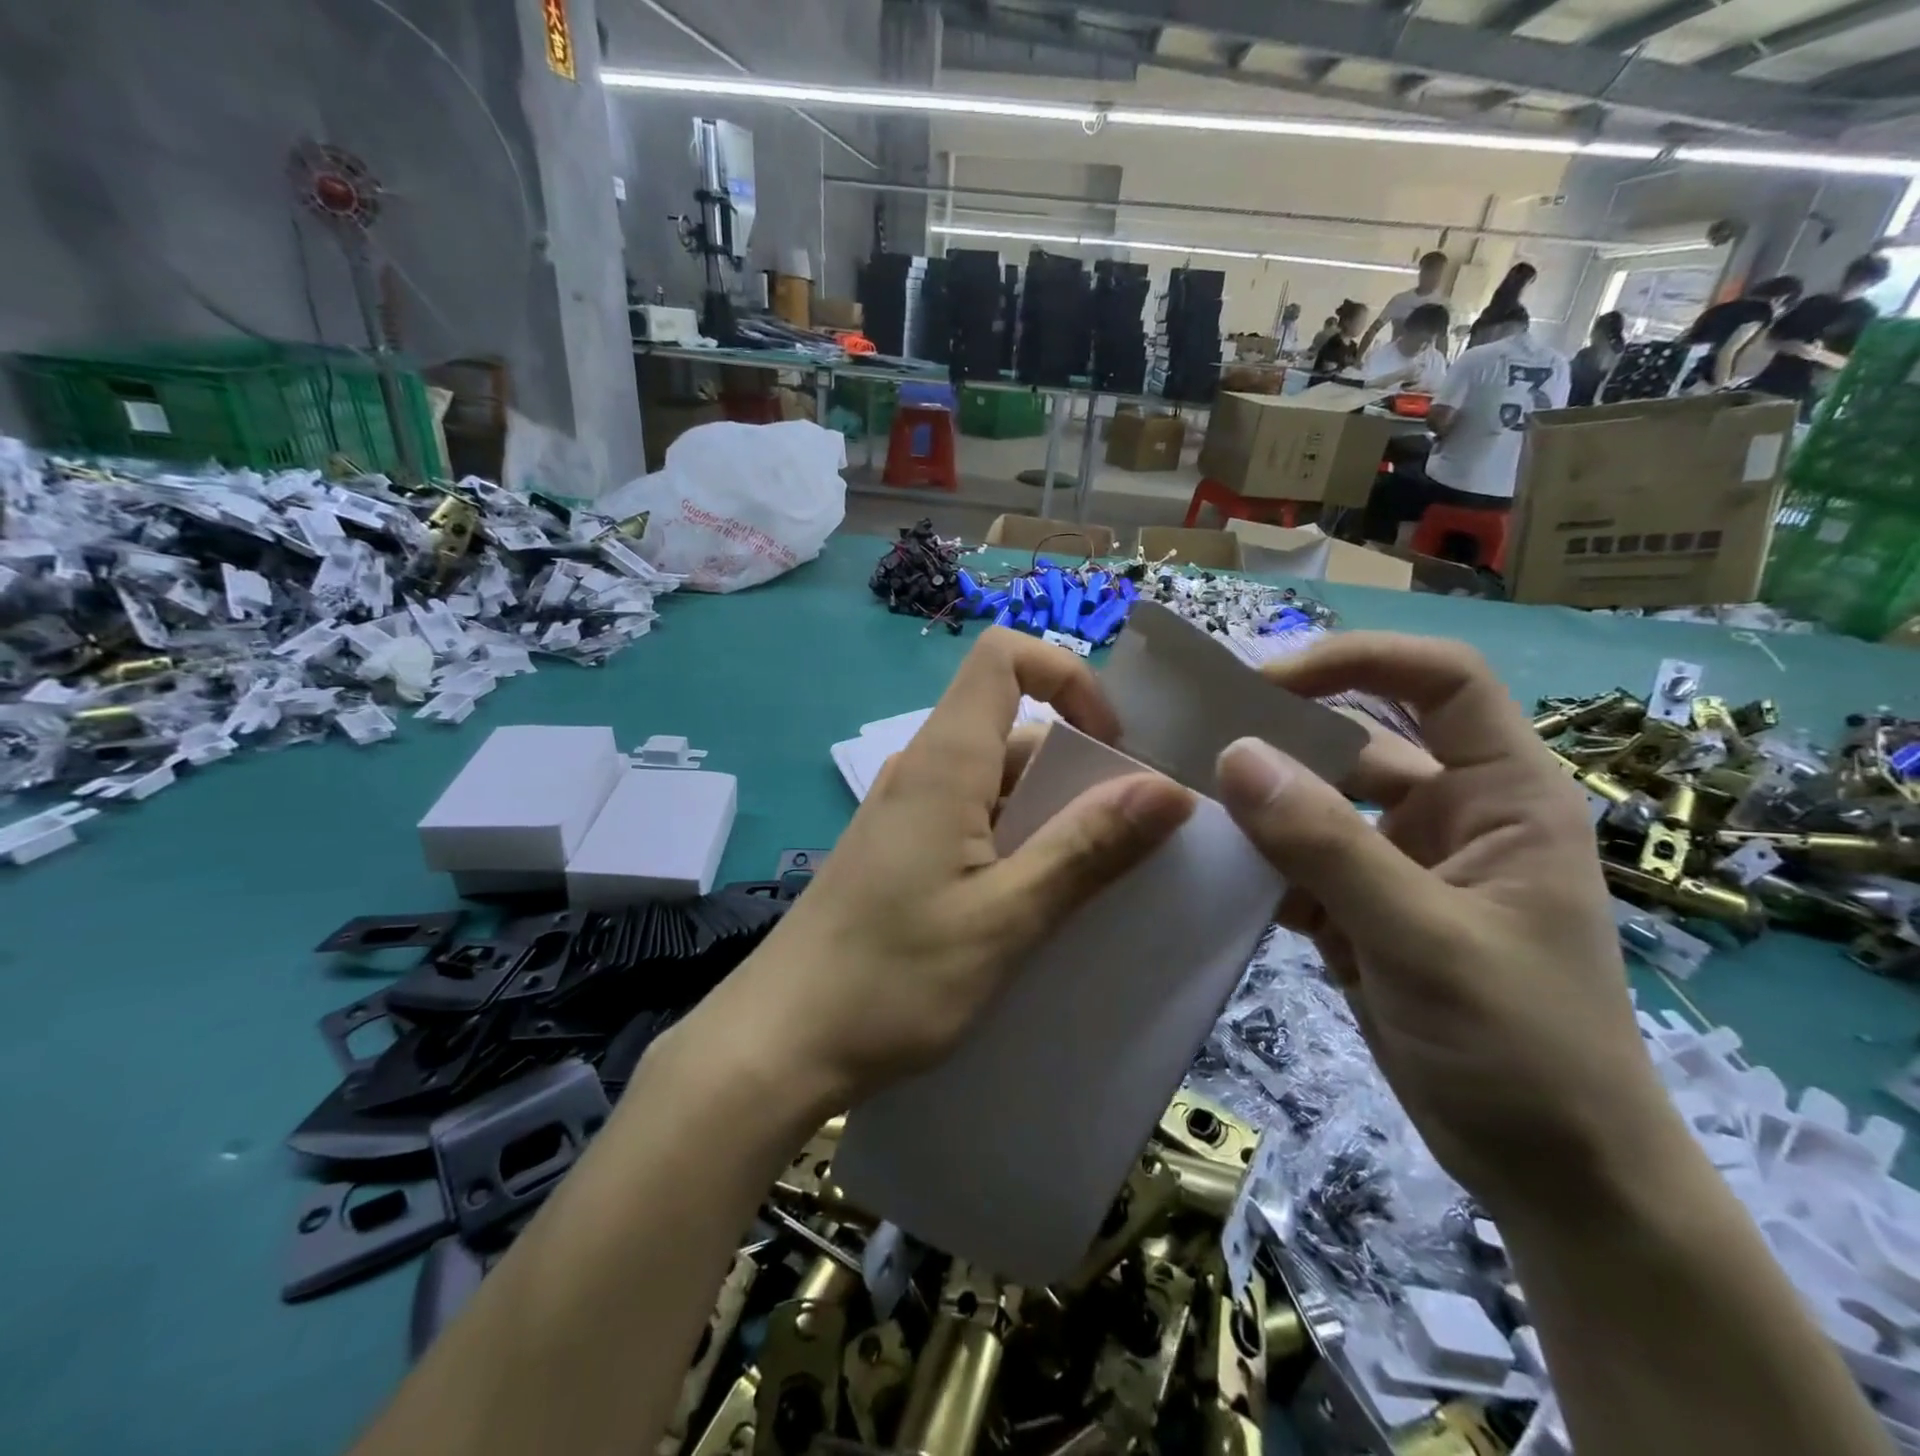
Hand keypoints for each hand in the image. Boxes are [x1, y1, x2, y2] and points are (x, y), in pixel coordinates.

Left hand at [720, 629, 1193, 1110]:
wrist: (780, 1042)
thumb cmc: (892, 978)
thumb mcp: (1006, 917)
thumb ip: (1087, 848)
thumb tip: (1169, 788)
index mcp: (945, 762)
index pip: (1004, 657)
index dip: (1068, 677)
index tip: (1112, 746)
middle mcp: (924, 770)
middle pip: (1014, 726)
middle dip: (1080, 768)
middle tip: (1125, 843)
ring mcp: (908, 813)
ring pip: (998, 781)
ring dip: (1053, 815)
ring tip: (1090, 885)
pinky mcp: (901, 852)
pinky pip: (974, 821)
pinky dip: (1018, 843)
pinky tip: (1035, 906)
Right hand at [1214, 634, 1675, 1225]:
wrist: (1553, 1177)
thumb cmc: (1525, 1047)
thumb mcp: (1425, 939)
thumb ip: (1327, 846)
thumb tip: (1234, 755)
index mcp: (1503, 794)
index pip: (1440, 680)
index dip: (1359, 660)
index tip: (1267, 683)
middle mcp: (1450, 814)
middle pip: (1359, 738)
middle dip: (1284, 734)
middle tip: (1195, 736)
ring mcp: (1402, 864)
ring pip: (1318, 805)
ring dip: (1260, 804)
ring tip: (1187, 801)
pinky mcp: (1364, 911)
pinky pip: (1299, 863)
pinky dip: (1259, 864)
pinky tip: (1214, 872)